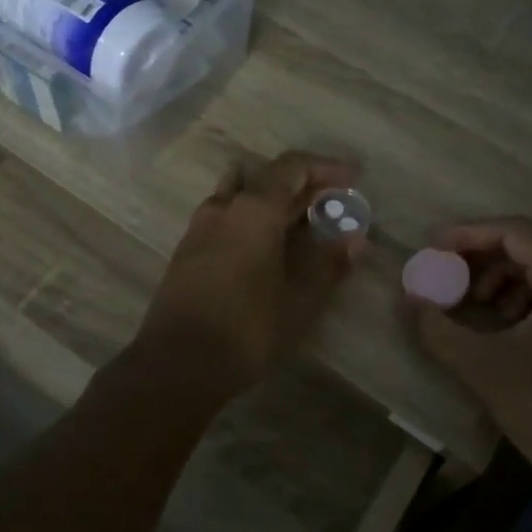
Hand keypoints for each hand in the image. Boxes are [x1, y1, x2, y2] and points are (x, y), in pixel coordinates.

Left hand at [134, 152, 363, 394]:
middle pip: (267, 178)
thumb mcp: (300, 301)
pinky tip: (265, 244)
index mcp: (254, 209)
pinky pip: (226, 215)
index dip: (325, 168)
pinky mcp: (188, 249)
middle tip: (333, 204)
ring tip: (300, 220)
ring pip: (241, 194)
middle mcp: (224, 206)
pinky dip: (251, 217)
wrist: (176, 364)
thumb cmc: (247, 329)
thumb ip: (329, 264)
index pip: (292, 167)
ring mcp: (200, 226)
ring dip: (273, 199)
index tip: (353, 179)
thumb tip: (355, 239)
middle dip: (303, 186)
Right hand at [404, 218, 531, 489]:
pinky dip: (519, 302)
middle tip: (445, 276)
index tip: (433, 246)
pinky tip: (497, 329)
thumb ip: (437, 328)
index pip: (517, 232)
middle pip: (530, 249)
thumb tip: (406, 301)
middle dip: (481, 259)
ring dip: (499, 281)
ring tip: (468, 305)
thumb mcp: (483, 366)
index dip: (470, 234)